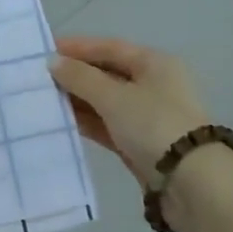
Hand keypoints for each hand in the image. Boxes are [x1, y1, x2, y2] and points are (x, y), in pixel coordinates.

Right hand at [49, 37, 209, 186]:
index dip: (77, 47)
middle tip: (39, 79)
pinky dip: (89, 122)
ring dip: (79, 100)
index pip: (109, 47)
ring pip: (107, 101)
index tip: (45, 51)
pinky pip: (110, 125)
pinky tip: (64, 123)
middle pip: (108, 73)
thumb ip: (81, 78)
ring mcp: (149, 116)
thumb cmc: (154, 125)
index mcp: (154, 63)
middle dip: (75, 76)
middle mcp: (154, 84)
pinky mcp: (143, 144)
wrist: (193, 184)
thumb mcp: (114, 97)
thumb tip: (53, 61)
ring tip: (45, 101)